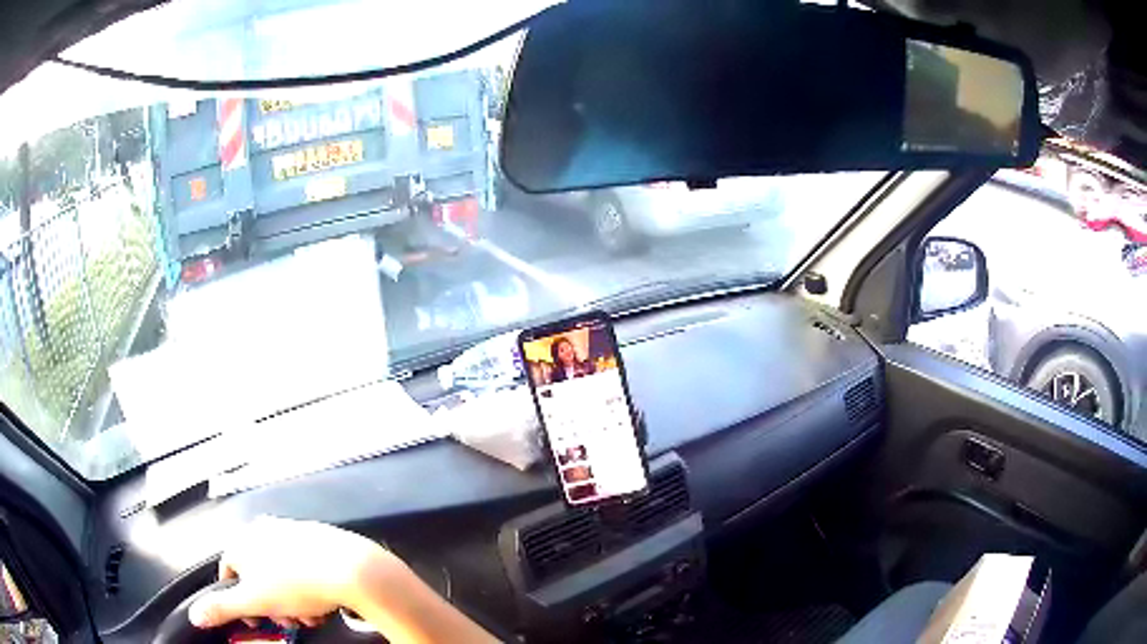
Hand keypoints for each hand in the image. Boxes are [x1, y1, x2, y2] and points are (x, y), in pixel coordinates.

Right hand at [188, 516, 392, 629]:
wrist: (349, 568)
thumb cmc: (295, 584)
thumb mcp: (254, 601)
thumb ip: (222, 608)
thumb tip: (194, 615)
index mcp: (242, 541)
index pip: (229, 572)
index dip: (240, 600)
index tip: (256, 618)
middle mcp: (262, 530)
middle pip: (258, 577)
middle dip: (272, 605)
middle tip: (289, 621)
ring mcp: (289, 530)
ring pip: (282, 576)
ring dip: (292, 601)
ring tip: (309, 616)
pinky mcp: (316, 536)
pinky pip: (302, 566)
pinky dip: (308, 587)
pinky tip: (322, 603)